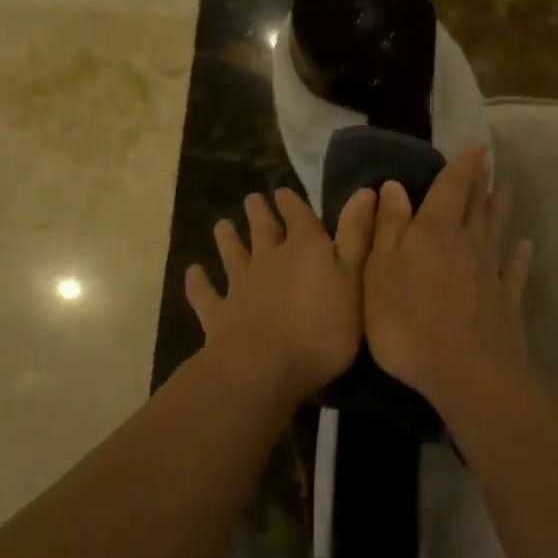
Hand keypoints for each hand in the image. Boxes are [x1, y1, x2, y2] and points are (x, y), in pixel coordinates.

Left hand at [186, 187, 377, 405]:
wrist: (266, 366)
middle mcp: (270, 259)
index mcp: (306, 249)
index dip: (292, 203)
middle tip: (252, 199)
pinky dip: (198, 283)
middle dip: (259, 213)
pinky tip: (192, 272)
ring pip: (232, 255)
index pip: (299, 217)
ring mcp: (241, 286)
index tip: (282, 192)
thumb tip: (364, 191)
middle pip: (263, 230)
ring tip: (222, 225)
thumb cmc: (323, 326)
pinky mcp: (219, 314)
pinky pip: (205, 294)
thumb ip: (357, 237)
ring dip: (227, 239)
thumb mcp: (354, 280)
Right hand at [363, 145, 533, 409]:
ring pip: (496, 231)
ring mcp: (491, 272)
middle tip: (488, 160)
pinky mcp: (506, 302)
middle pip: (476, 205)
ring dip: (500, 209)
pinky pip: (515, 271)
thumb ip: (387, 227)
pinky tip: (526, 247)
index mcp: (435, 231)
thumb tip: (395, 187)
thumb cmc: (408, 320)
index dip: (461, 167)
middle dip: (480, 181)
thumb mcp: (380, 270)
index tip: (475, 147)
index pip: (450, 189)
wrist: (466, 372)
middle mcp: (468, 243)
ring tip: (506, 189)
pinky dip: (521, 257)